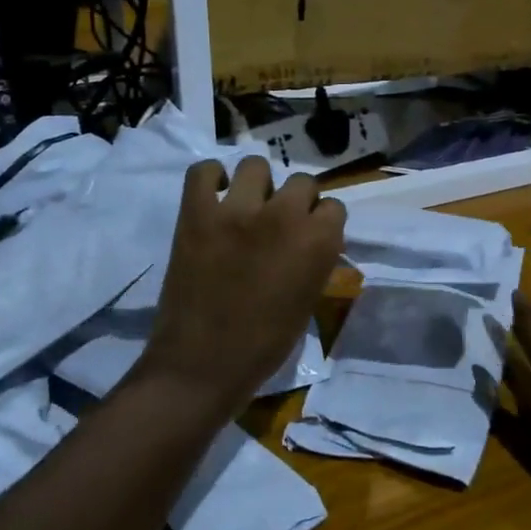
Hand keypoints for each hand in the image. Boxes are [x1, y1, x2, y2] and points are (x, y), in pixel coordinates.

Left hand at [143, 157, 346, 414]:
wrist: (202, 364)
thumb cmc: (265, 344)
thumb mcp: (309, 300)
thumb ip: (316, 259)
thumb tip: (312, 237)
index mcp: (318, 242)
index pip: (334, 206)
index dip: (321, 221)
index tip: (310, 235)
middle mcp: (283, 216)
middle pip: (301, 181)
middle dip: (295, 200)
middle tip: (279, 222)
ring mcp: (236, 210)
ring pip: (255, 165)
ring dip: (256, 185)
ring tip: (246, 206)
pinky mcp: (196, 213)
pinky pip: (204, 170)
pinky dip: (210, 179)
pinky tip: (214, 198)